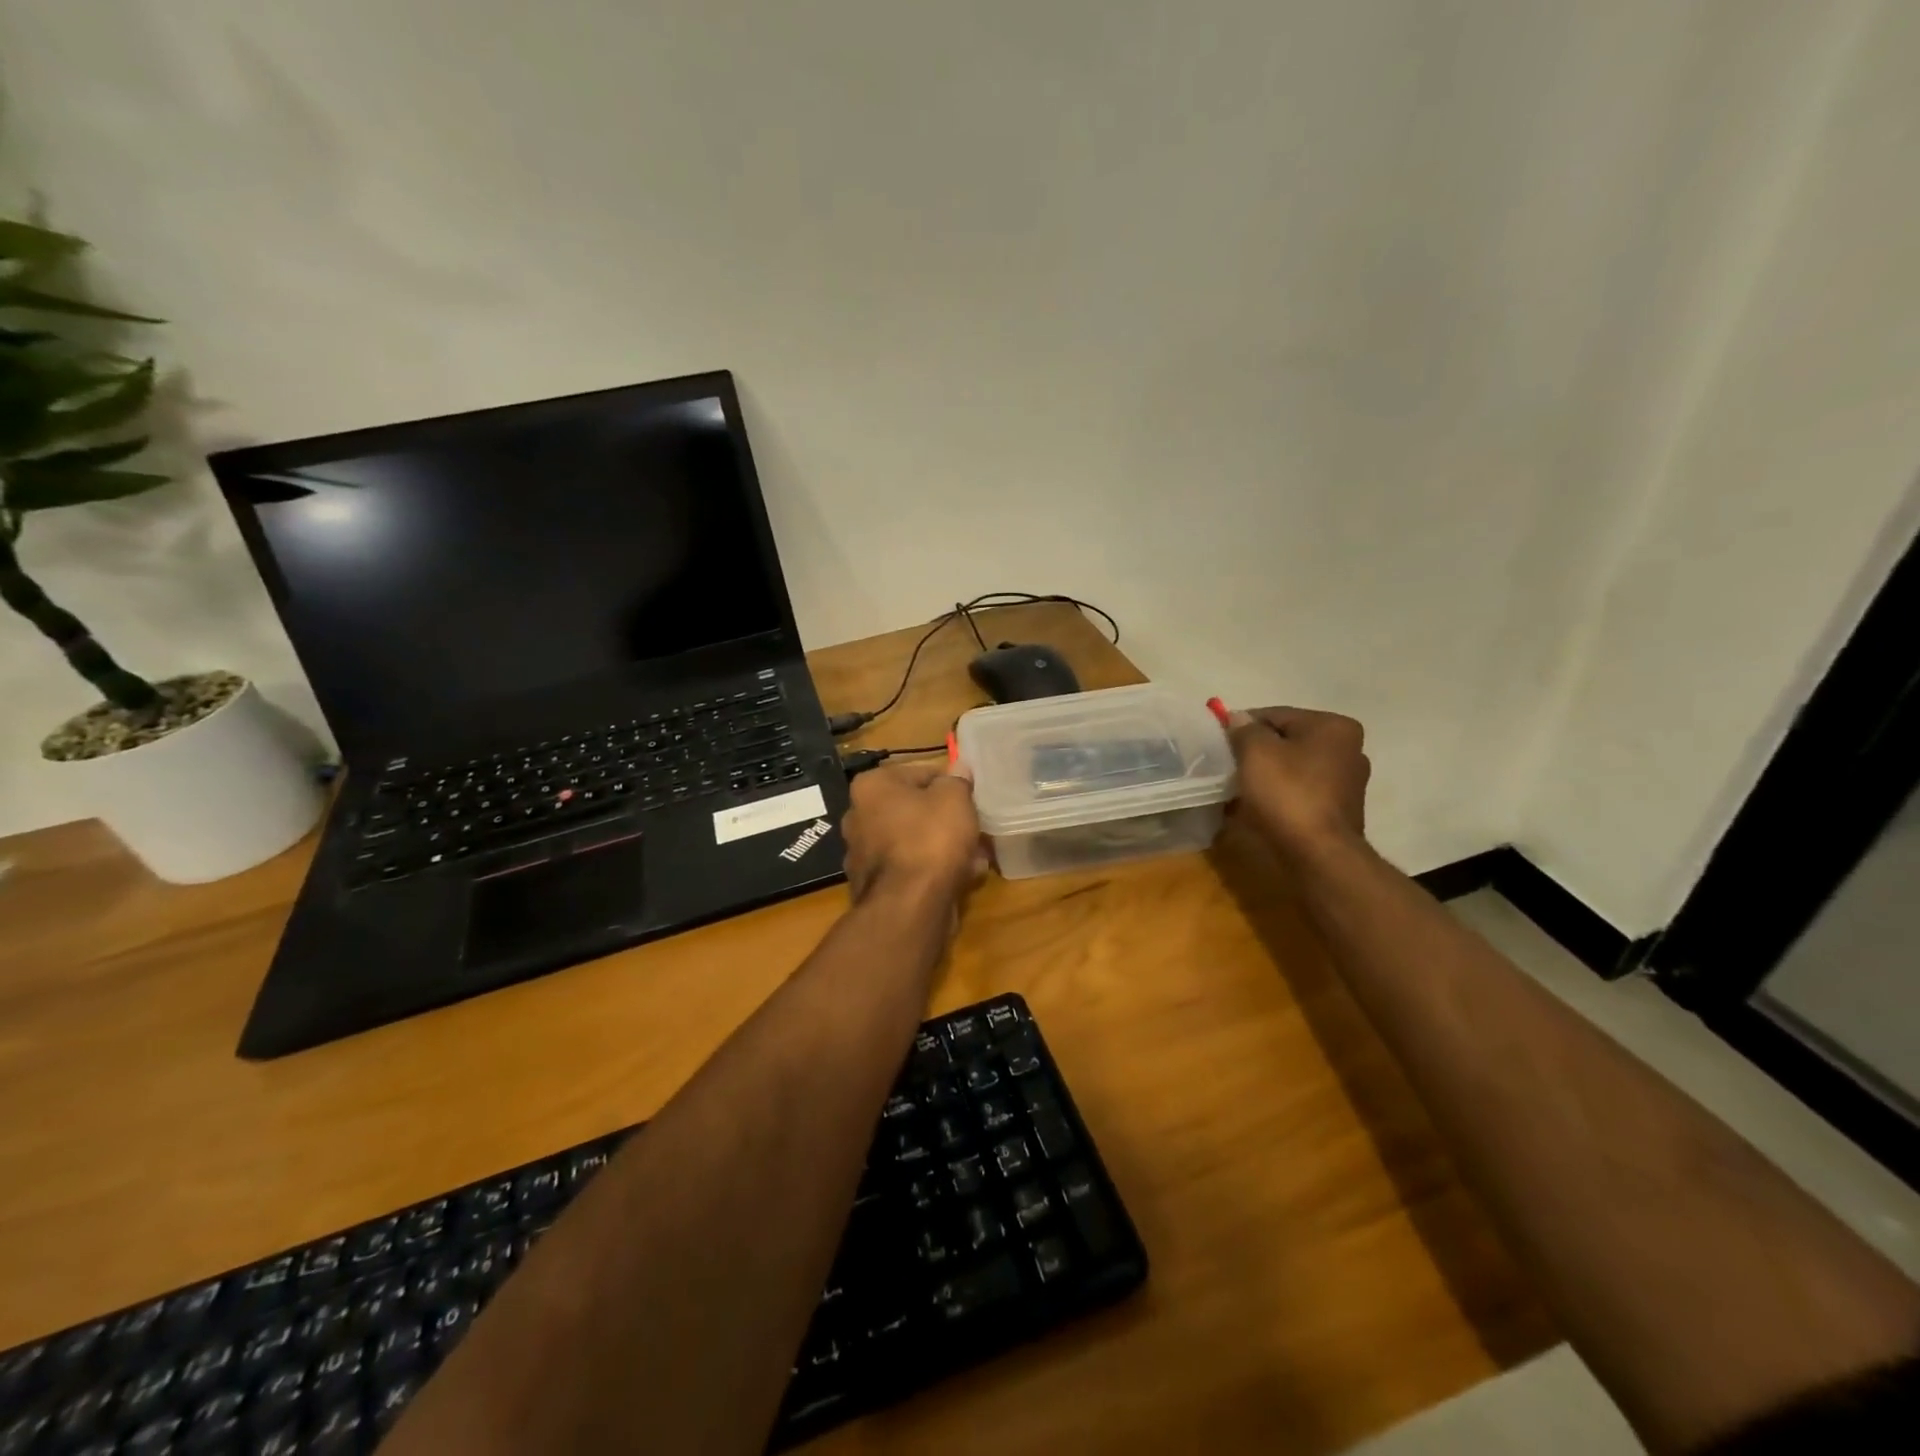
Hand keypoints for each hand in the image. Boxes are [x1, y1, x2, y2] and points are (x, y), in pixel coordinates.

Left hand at [841, 760, 984, 907]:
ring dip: (943, 846)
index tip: (971, 797)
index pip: (918, 773)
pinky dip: (933, 870)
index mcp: (871, 787)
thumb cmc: (930, 838)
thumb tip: (958, 767)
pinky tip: (963, 876)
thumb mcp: (954, 799)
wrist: (909, 906)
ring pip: (913, 841)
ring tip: (976, 854)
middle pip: (913, 809)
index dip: (949, 783)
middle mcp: (858, 816)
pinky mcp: (873, 886)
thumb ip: (957, 780)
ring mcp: (862, 854)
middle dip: (945, 818)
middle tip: (974, 825)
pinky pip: (910, 869)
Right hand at [1228, 707, 1370, 858]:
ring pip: (1292, 768)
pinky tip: (1257, 806)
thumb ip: (1244, 729)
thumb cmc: (1288, 794)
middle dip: (1256, 752)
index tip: (1220, 742)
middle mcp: (1348, 750)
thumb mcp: (1256, 752)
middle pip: (1287, 741)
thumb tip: (1237, 718)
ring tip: (1238, 789)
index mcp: (1334, 727)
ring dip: (1265, 775)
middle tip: (1228, 766)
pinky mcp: (1338, 811)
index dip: (1243, 726)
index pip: (1276, 715)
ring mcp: (1346, 783)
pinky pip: (1299, 792)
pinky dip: (1278, 795)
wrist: (1318, 855)